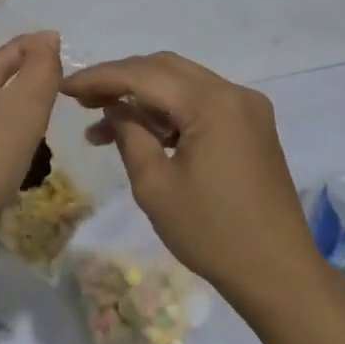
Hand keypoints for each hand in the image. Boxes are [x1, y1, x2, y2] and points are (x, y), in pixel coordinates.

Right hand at [62, 52, 312, 301]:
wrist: (279, 275)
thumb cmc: (212, 233)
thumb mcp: (155, 186)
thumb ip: (129, 134)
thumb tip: (114, 107)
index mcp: (212, 103)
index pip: (143, 75)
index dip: (100, 78)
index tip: (65, 87)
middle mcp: (233, 93)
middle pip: (164, 69)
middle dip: (119, 80)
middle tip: (81, 101)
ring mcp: (246, 108)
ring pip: (181, 84)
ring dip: (141, 98)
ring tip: (100, 126)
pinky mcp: (251, 126)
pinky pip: (200, 103)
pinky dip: (168, 112)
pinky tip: (140, 134)